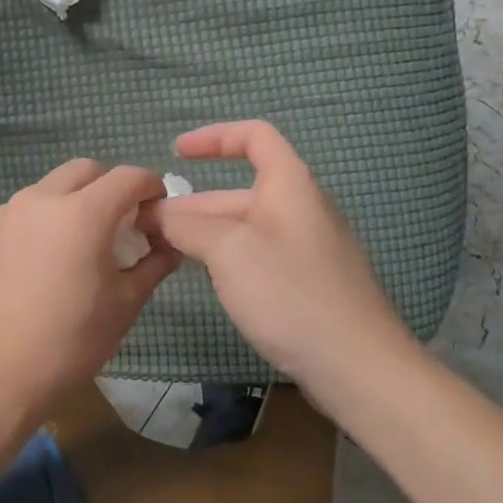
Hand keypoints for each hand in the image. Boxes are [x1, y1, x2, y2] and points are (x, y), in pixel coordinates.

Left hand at [0, 159, 179, 423]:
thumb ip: (152, 265)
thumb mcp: (123, 306)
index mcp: (82, 213)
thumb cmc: (67, 343)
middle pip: (88, 170)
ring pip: (55, 184)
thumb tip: (168, 246)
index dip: (152, 188)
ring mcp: (10, 211)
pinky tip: (53, 255)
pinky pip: (30, 205)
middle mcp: (43, 198)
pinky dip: (51, 213)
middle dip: (113, 186)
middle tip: (125, 223)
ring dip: (79, 197)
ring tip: (87, 241)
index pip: (129, 177)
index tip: (158, 213)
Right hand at [150, 122, 415, 400]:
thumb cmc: (291, 293)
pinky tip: (203, 279)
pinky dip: (224, 259)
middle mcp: (300, 210)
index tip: (175, 153)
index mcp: (290, 185)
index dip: (214, 136)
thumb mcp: (228, 251)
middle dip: (192, 205)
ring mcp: (305, 250)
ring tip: (162, 252)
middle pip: (238, 192)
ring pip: (244, 229)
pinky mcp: (305, 285)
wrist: (357, 366)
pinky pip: (256, 257)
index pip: (254, 136)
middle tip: (145, 227)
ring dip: (203, 234)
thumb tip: (158, 215)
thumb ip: (188, 225)